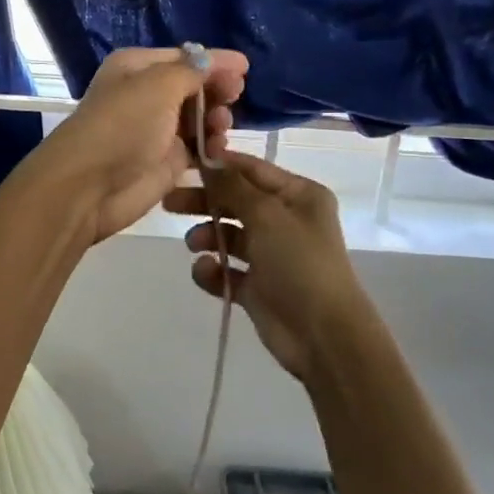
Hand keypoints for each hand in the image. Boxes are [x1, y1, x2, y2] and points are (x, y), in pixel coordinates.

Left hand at [34, 47, 247, 245]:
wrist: (90, 186)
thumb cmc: (123, 125)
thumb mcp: (158, 86)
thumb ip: (193, 71)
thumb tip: (217, 59)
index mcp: (137, 67)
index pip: (184, 57)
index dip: (214, 62)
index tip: (246, 69)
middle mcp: (146, 94)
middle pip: (193, 86)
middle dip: (216, 90)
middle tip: (234, 98)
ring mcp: (157, 129)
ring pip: (198, 117)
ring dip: (216, 118)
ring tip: (220, 126)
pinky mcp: (166, 160)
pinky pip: (198, 146)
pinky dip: (211, 145)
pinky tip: (218, 147)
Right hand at [164, 151, 370, 379]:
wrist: (323, 335)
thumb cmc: (299, 262)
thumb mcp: (266, 215)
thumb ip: (232, 186)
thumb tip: (209, 158)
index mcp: (298, 195)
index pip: (251, 169)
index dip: (219, 165)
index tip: (183, 162)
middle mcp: (286, 220)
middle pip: (235, 201)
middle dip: (204, 201)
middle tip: (170, 204)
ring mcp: (271, 254)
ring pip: (228, 235)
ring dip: (207, 236)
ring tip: (195, 245)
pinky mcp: (258, 286)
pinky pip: (227, 270)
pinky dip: (213, 270)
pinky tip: (206, 273)